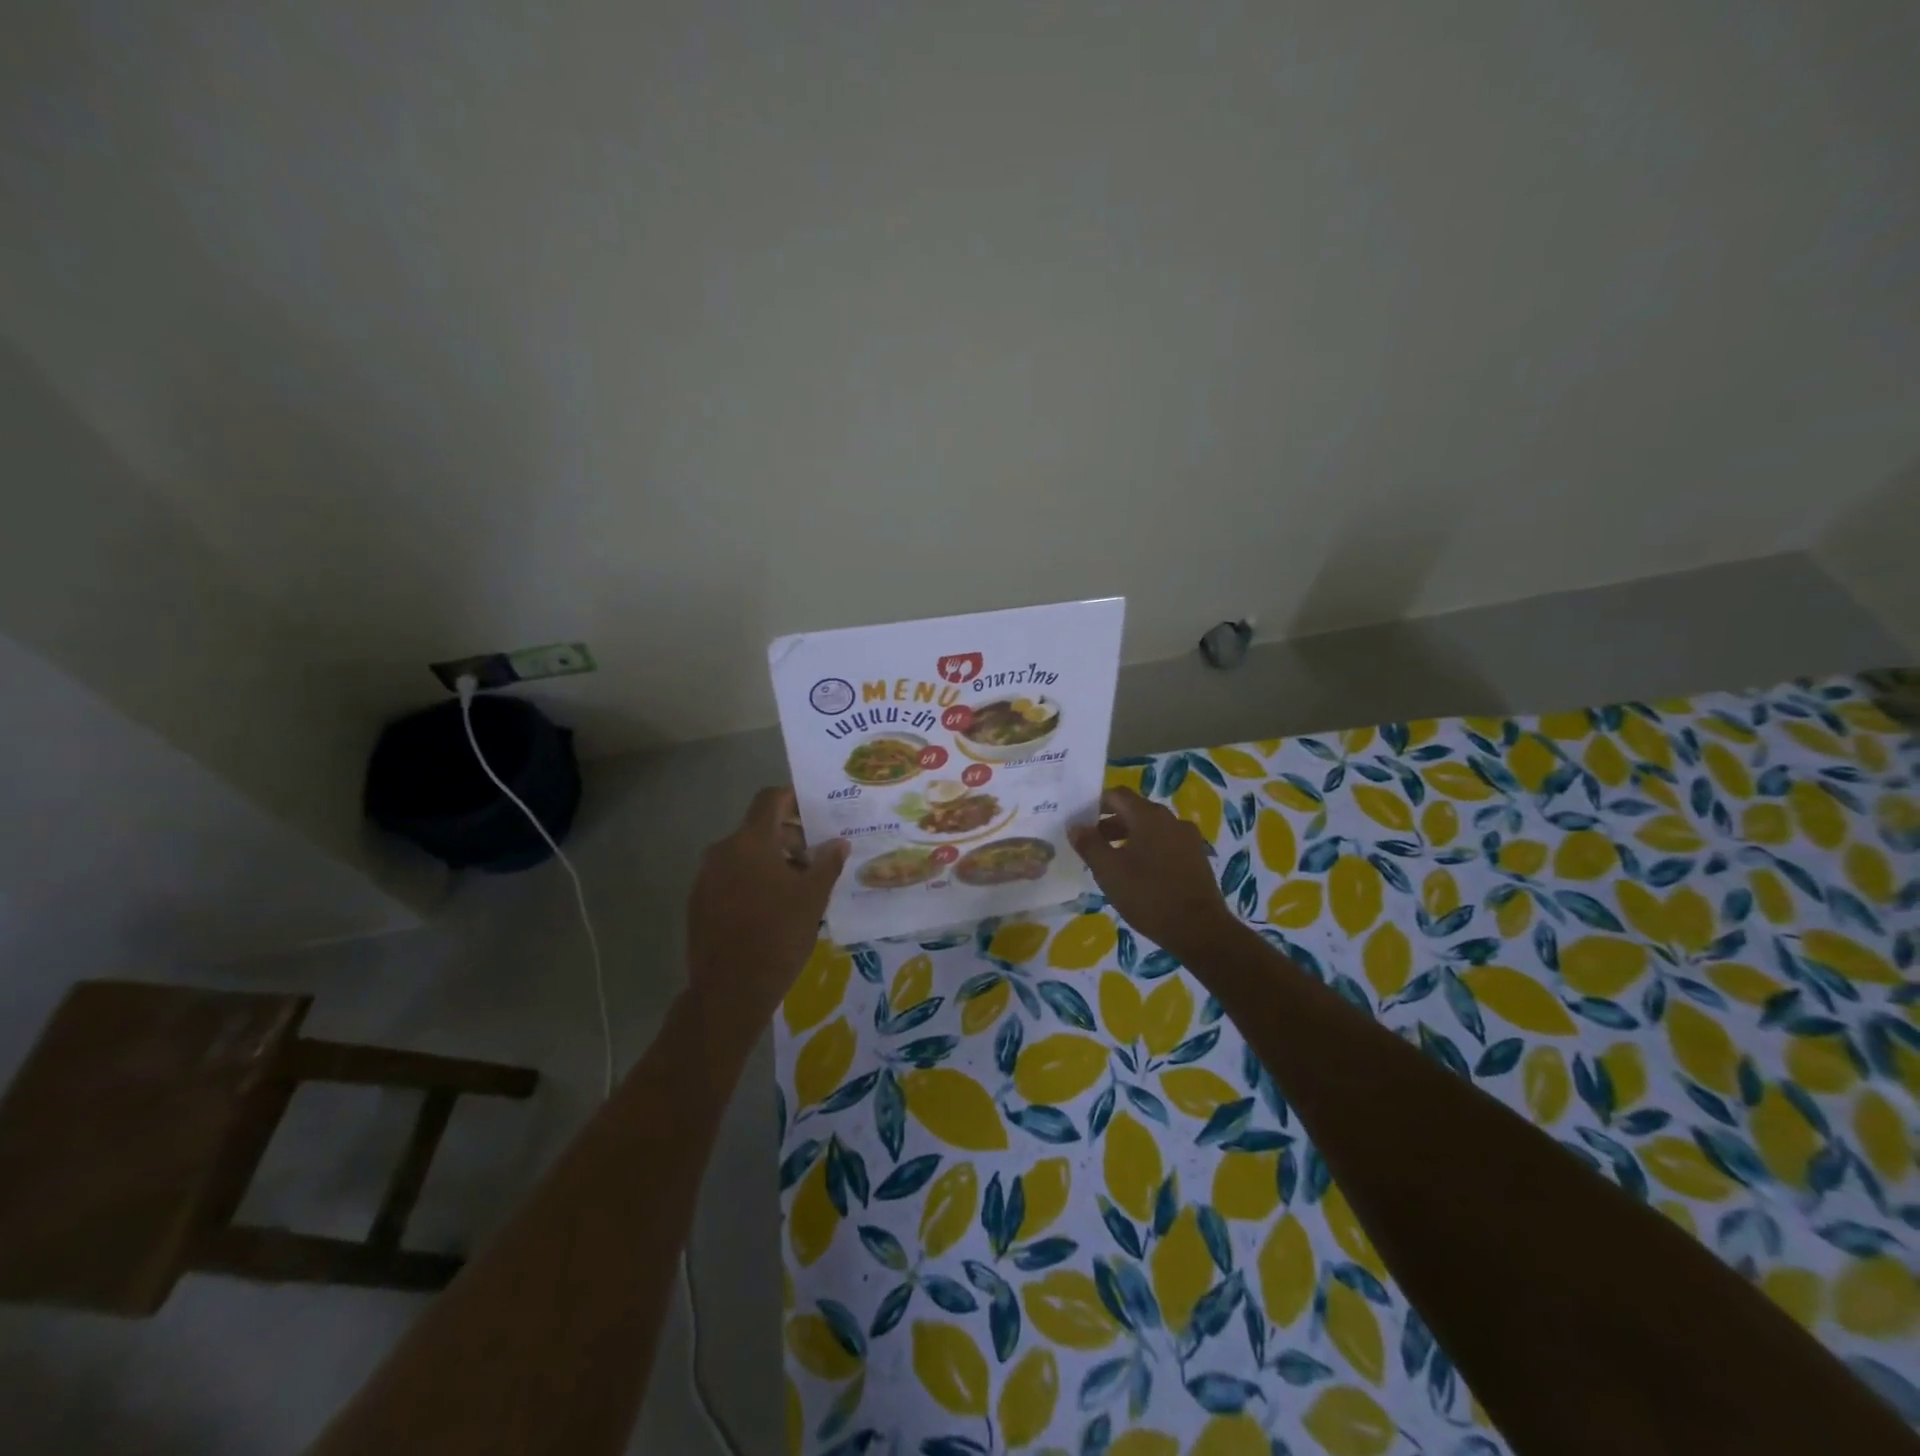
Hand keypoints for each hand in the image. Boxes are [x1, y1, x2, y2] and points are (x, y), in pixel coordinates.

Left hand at [686, 787, 848, 1031]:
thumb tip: (838, 842)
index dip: (793, 798)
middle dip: (788, 837)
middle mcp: (722, 851)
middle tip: (815, 858)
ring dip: (770, 861)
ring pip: (743, 855)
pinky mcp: (698, 902)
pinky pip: (729, 877)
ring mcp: (705, 877)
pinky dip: (751, 880)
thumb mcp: (813, 898)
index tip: (815, 812)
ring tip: (797, 887)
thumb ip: (827, 863)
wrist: (729, 991)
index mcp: (751, 842)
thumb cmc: (778, 936)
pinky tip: (770, 908)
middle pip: (758, 828)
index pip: (769, 799)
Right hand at [1068, 788, 1237, 957]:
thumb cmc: (1148, 896)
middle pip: (1134, 810)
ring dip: (1128, 837)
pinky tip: (1138, 874)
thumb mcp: (1108, 871)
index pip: (1117, 795)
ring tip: (1112, 861)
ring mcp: (1188, 838)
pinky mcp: (1196, 857)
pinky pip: (1165, 843)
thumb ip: (1089, 844)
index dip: (1095, 804)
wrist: (1200, 930)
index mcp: (1148, 815)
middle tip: (1091, 844)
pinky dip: (1147, 849)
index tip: (1080, 822)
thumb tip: (1075, 825)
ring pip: (1151, 828)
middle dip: (1110, 822)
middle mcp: (1171, 819)